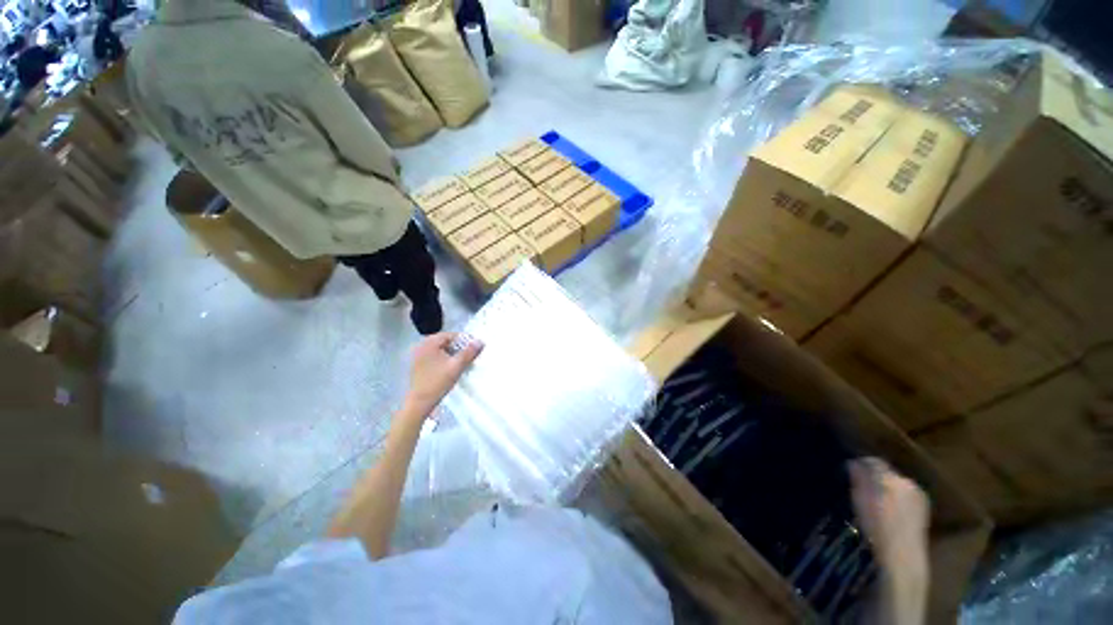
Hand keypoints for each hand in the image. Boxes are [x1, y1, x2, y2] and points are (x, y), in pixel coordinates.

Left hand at [403, 332, 482, 416]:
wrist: (420, 402)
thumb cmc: (438, 382)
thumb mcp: (457, 366)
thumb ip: (469, 352)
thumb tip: (481, 341)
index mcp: (429, 343)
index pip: (451, 335)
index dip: (464, 340)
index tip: (475, 347)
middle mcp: (421, 345)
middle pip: (445, 341)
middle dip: (459, 347)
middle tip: (470, 354)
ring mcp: (418, 355)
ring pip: (440, 349)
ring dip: (452, 353)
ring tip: (463, 361)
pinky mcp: (418, 364)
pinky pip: (434, 356)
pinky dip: (444, 358)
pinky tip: (451, 367)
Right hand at [849, 457, 929, 571]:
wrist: (902, 555)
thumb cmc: (876, 527)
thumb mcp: (859, 501)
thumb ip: (858, 479)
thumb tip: (853, 463)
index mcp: (888, 478)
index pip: (873, 461)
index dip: (861, 463)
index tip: (851, 468)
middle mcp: (906, 481)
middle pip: (887, 471)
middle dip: (875, 474)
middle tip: (863, 484)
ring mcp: (918, 493)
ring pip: (897, 482)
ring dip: (887, 485)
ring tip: (877, 497)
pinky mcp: (924, 505)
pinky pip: (907, 492)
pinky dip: (897, 495)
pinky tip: (891, 508)